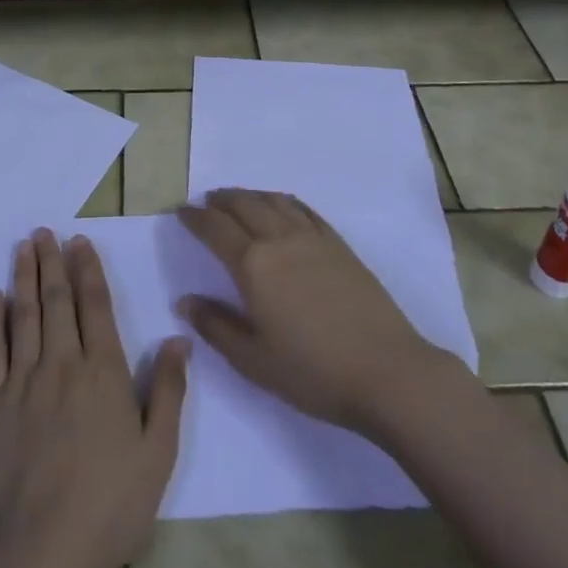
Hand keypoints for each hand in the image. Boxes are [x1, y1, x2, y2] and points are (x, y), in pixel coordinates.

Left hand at [0, 229, 188, 567]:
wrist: (38, 552)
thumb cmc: (108, 505)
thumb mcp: (158, 454)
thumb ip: (170, 391)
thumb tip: (180, 337)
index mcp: (103, 372)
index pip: (95, 306)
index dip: (87, 270)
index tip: (79, 241)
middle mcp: (61, 364)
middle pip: (55, 301)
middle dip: (52, 262)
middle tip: (45, 231)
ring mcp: (22, 382)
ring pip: (22, 315)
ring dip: (23, 277)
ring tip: (23, 247)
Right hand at [177, 188, 434, 434]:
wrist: (386, 371)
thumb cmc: (313, 372)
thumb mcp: (253, 360)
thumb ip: (216, 326)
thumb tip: (184, 301)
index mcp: (253, 265)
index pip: (215, 229)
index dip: (195, 218)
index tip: (181, 212)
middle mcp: (279, 239)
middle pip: (243, 205)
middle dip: (220, 200)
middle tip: (206, 201)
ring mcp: (312, 238)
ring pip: (273, 201)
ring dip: (250, 195)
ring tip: (238, 198)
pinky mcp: (338, 244)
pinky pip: (303, 209)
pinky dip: (283, 200)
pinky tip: (281, 206)